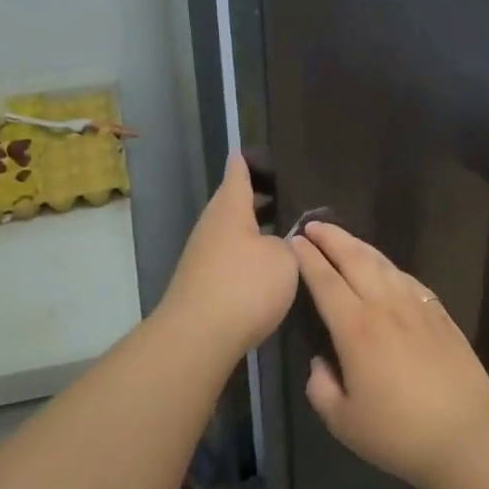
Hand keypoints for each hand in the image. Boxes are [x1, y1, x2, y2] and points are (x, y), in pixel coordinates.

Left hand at [157, 155, 297, 354]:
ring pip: (233, 232)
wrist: (198, 337)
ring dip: (256, 228)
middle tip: (289, 193)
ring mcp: (203, 256)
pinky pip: (231, 257)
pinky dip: (249, 254)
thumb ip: (290, 242)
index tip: (258, 151)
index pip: (238, 173)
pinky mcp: (203, 283)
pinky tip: (269, 265)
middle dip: (258, 197)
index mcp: (230, 208)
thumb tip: (287, 237)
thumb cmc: (244, 285)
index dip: (249, 161)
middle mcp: (212, 226)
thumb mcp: (283, 259)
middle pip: (235, 203)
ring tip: (287, 229)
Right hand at [293, 222, 488, 488]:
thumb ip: (321, 388)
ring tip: (343, 238)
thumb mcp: (343, 422)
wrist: (467, 437)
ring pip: (383, 263)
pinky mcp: (440, 314)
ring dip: (358, 245)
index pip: (325, 281)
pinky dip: (388, 266)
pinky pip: (408, 278)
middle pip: (354, 258)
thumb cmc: (399, 433)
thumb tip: (321, 362)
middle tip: (313, 225)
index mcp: (356, 328)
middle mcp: (385, 306)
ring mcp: (417, 306)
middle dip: (331, 237)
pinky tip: (384, 268)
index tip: (294, 241)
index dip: (307, 258)